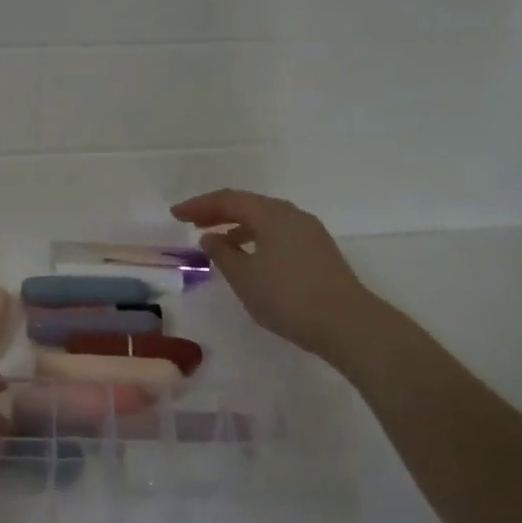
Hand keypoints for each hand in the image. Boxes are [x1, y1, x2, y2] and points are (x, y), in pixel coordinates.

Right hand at [171, 189, 382, 364]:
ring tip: (216, 243)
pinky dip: (256, 240)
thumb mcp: (244, 276)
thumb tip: (211, 238)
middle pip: (248, 205)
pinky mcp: (318, 252)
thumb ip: (222, 254)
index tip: (175, 214)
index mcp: (272, 214)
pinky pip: (278, 235)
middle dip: (218, 212)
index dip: (199, 205)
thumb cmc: (287, 296)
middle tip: (192, 222)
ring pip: (265, 220)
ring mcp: (309, 233)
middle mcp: (292, 215)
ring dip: (237, 227)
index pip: (228, 200)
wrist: (345, 322)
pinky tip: (248, 258)